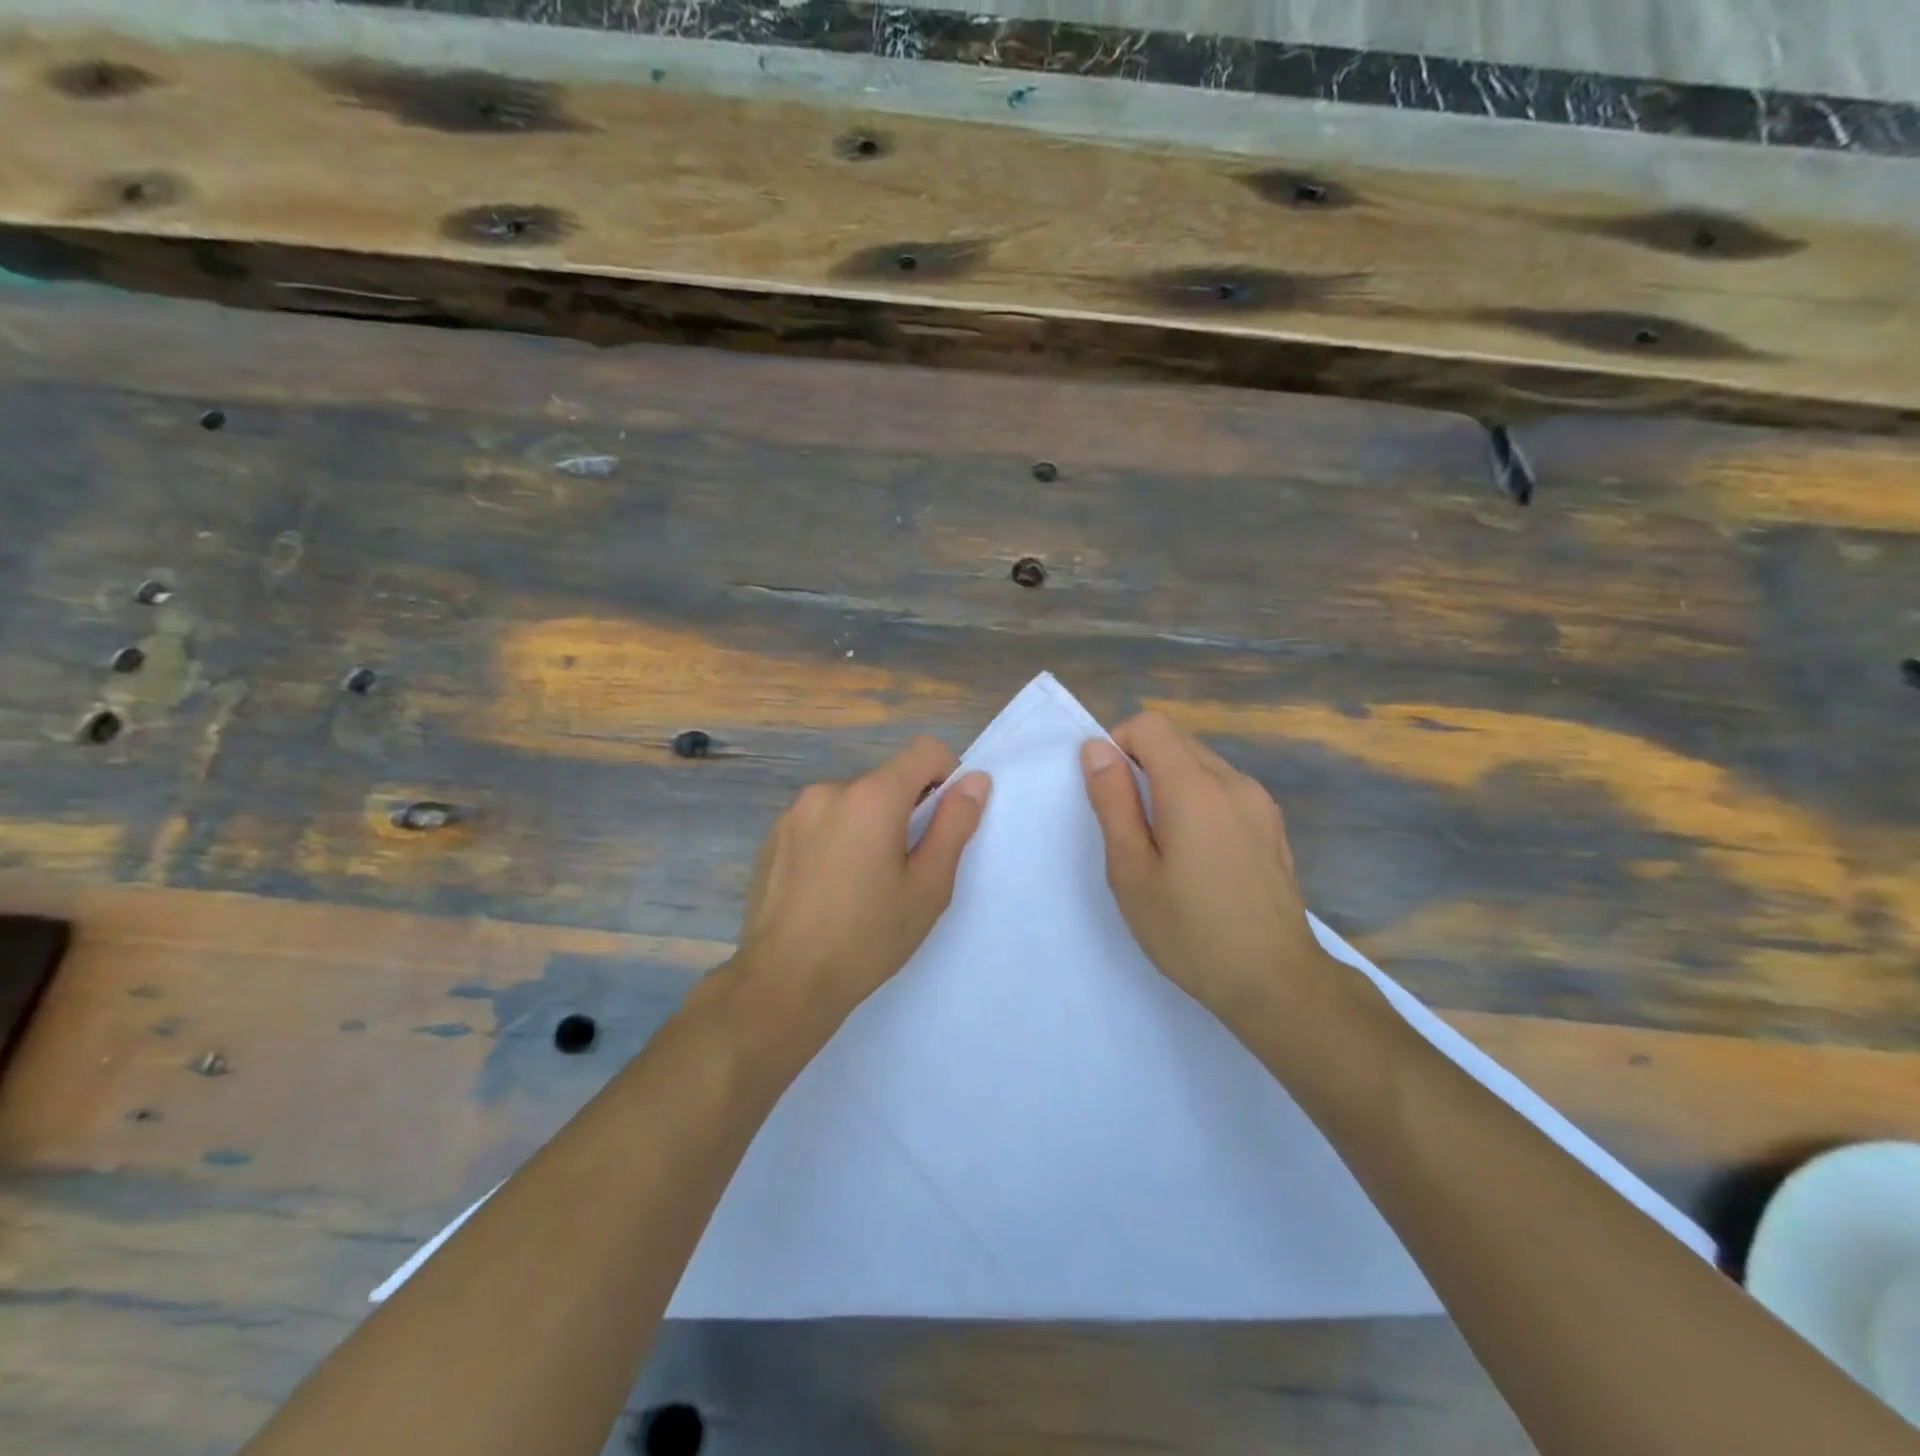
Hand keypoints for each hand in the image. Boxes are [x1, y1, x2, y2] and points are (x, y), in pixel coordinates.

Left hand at [731, 737, 990, 1033]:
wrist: (783, 982)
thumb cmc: (867, 937)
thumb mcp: (927, 887)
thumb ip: (954, 826)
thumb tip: (975, 781)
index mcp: (872, 797)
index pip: (923, 751)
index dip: (946, 774)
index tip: (945, 820)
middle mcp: (830, 790)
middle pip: (886, 780)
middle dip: (905, 810)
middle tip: (906, 868)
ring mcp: (795, 812)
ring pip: (852, 802)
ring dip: (869, 825)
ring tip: (864, 883)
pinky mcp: (774, 836)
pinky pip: (820, 821)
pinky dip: (836, 839)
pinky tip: (830, 888)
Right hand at [1080, 712, 1326, 1018]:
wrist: (1275, 981)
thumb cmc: (1189, 930)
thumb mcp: (1131, 870)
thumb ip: (1113, 801)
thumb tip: (1096, 748)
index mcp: (1194, 787)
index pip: (1150, 724)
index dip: (1118, 744)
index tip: (1109, 792)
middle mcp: (1233, 781)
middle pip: (1177, 740)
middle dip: (1143, 764)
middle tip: (1130, 824)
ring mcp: (1259, 803)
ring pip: (1202, 764)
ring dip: (1172, 783)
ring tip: (1164, 845)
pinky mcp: (1272, 825)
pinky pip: (1225, 789)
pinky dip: (1199, 801)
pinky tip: (1199, 856)